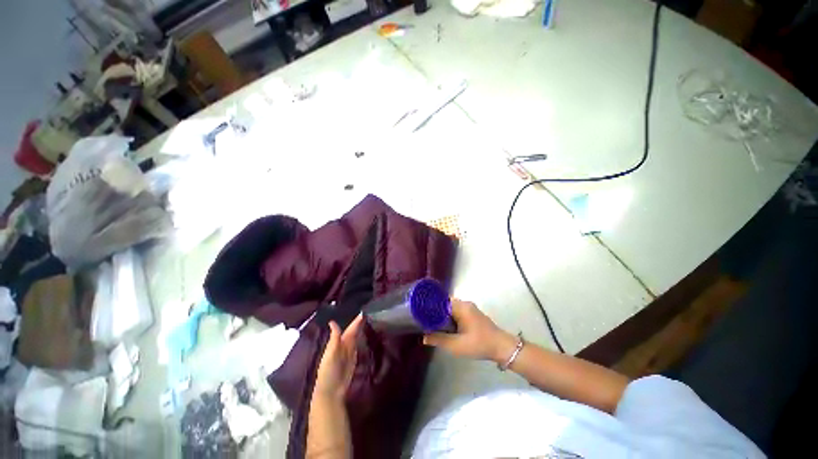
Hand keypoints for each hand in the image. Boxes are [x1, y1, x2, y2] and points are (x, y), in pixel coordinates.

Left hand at [313, 315, 363, 400]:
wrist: (330, 391)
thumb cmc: (328, 372)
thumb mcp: (330, 354)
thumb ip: (333, 339)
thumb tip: (332, 322)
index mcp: (339, 343)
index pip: (350, 329)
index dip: (356, 321)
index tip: (364, 311)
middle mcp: (344, 346)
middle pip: (354, 332)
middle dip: (360, 323)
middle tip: (370, 313)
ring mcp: (349, 353)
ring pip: (356, 338)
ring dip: (362, 330)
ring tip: (370, 320)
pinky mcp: (353, 361)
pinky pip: (358, 347)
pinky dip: (362, 341)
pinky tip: (367, 336)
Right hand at [423, 299, 516, 363]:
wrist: (502, 347)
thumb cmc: (479, 344)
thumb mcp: (456, 345)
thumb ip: (439, 340)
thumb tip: (423, 337)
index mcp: (461, 306)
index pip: (440, 301)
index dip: (430, 307)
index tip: (420, 314)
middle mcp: (464, 303)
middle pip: (444, 304)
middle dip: (435, 313)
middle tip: (425, 321)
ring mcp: (469, 308)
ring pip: (450, 309)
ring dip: (442, 316)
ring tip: (432, 325)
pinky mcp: (472, 314)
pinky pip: (456, 312)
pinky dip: (450, 318)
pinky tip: (445, 327)